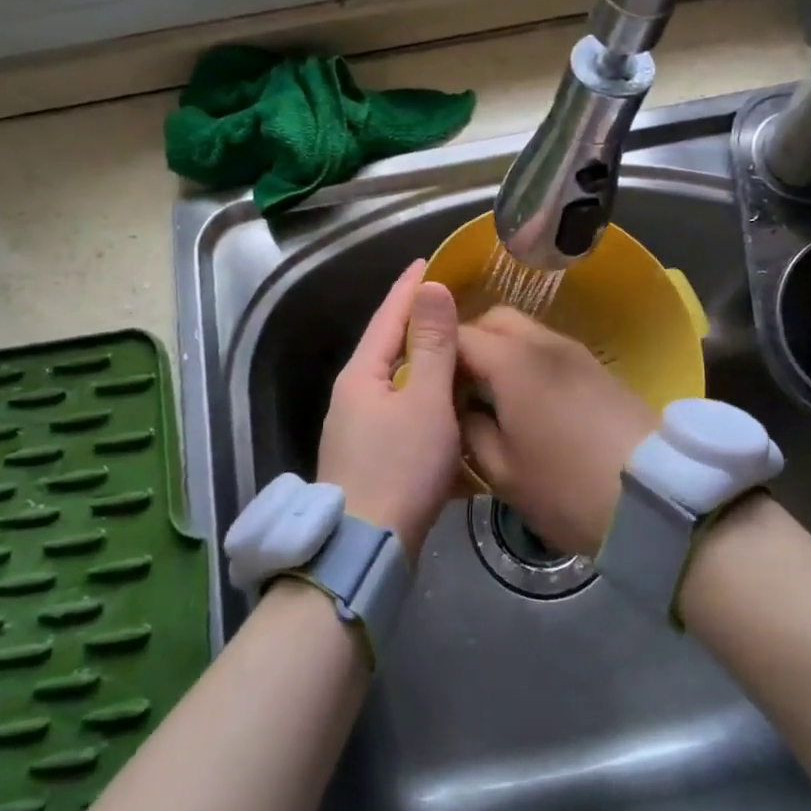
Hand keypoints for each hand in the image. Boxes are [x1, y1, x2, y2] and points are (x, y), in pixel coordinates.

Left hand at [316, 260, 461, 555]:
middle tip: (452, 302)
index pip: (388, 315)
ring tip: (457, 350)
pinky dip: (426, 401)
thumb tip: (430, 288)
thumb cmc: (400, 467)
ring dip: (425, 364)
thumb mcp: (425, 400)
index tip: (428, 260)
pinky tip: (447, 406)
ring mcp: (358, 428)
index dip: (410, 287)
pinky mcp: (370, 457)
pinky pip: (402, 414)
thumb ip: (432, 344)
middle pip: (390, 347)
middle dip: (418, 323)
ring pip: (397, 383)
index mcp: (362, 374)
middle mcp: (353, 395)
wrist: (366, 550)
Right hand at [457, 308, 658, 556]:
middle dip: (468, 342)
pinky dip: (527, 360)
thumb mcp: (502, 471)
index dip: (433, 352)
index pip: (457, 335)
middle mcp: (542, 342)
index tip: (421, 380)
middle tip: (457, 385)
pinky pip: (547, 348)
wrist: (659, 497)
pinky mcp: (596, 367)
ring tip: (491, 394)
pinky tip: (527, 400)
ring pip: (523, 331)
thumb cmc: (567, 488)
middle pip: (493, 319)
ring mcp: (574, 351)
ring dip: (499, 350)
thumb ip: (469, 430)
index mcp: (511, 361)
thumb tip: (459, 408)